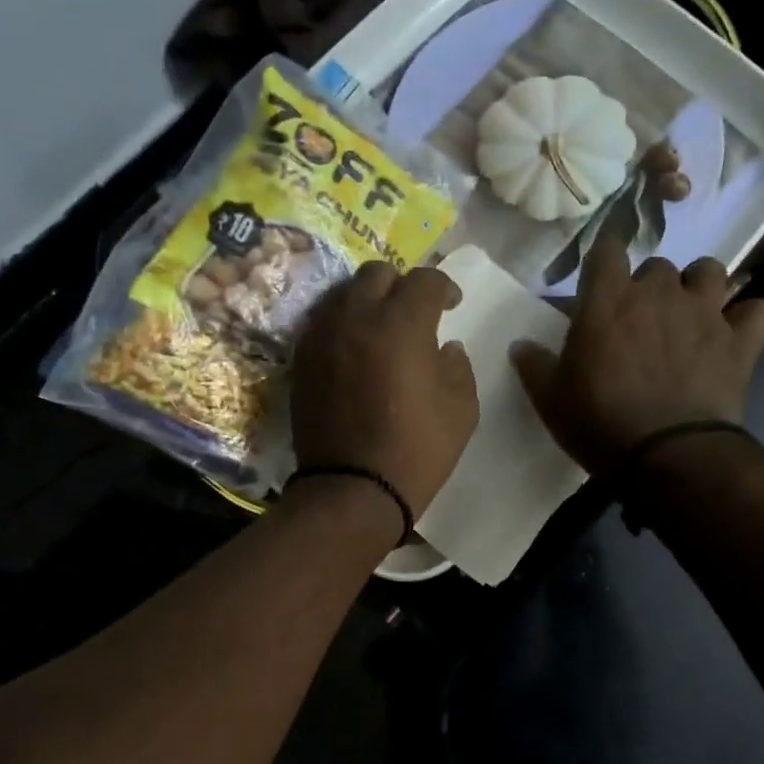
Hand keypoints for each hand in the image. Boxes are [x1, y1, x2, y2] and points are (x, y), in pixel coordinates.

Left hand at [291, 262, 479, 518]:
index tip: (452, 305)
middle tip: (414, 312)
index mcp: (401, 324)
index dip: (444, 287)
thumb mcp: (461, 409)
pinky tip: (356, 349)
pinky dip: (343, 324)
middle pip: (377, 274)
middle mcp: (356, 317)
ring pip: (344, 293)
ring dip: (368, 301)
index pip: (424, 280)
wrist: (352, 490)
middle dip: (401, 285)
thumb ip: (458, 366)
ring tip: (382, 328)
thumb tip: (445, 347)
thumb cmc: (416, 450)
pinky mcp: (302, 359)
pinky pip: (323, 322)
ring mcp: (322, 336)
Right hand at [513, 238, 763, 474]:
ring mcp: (706, 314)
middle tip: (639, 319)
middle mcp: (660, 294)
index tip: (598, 279)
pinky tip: (738, 333)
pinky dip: (751, 318)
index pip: (606, 250)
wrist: (666, 456)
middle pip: (657, 265)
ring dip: (700, 286)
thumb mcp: (551, 399)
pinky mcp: (741, 342)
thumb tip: (520, 344)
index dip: (603, 259)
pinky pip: (761, 311)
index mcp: (609, 300)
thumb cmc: (599, 422)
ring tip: (691, 313)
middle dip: (649, 285)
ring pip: (711, 271)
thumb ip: (534, 365)